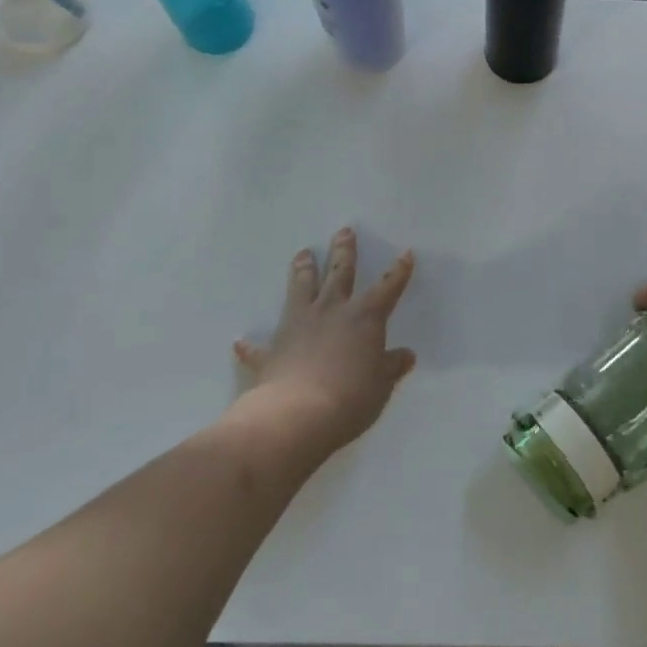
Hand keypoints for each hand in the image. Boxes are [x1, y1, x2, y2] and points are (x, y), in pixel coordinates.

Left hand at [233, 229, 417, 452]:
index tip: (406, 253)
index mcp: (365, 317)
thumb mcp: (381, 385)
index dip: (398, 271)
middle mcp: (332, 311)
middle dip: (344, 251)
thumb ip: (391, 367)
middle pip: (340, 273)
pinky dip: (250, 345)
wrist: (296, 415)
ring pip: (301, 289)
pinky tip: (239, 342)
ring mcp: (299, 326)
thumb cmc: (350, 397)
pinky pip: (259, 346)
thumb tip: (406, 356)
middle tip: (343, 231)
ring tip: (302, 253)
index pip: (388, 287)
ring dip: (302, 271)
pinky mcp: (272, 350)